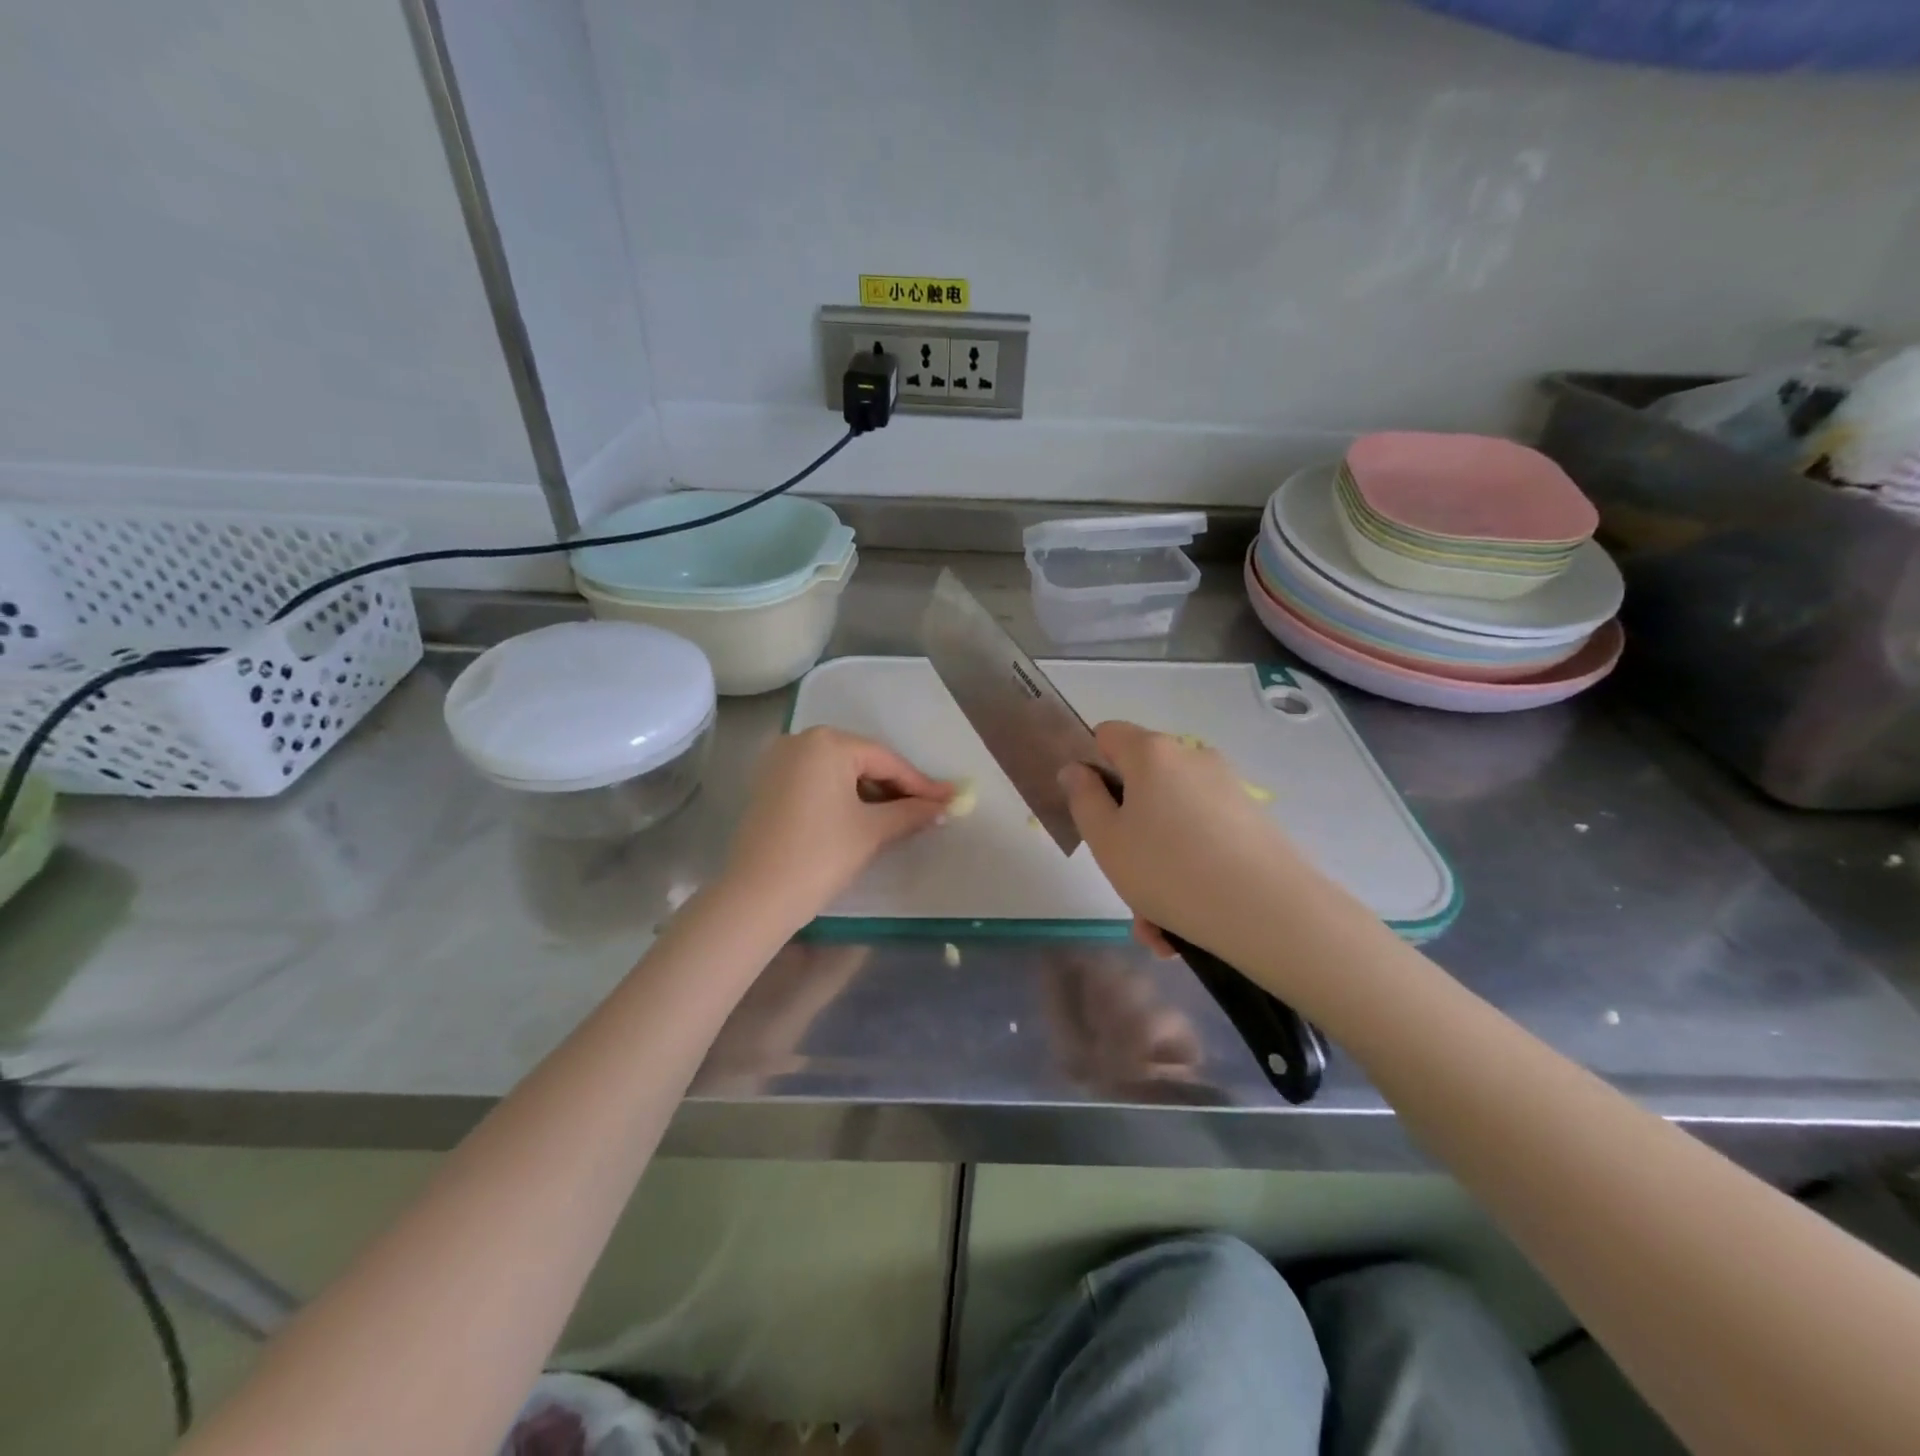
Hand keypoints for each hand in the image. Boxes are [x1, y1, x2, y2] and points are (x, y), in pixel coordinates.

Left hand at [721, 727, 952, 931]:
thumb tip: (944, 806)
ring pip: (839, 772)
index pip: (885, 760)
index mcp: (827, 743)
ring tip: (901, 817)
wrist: (756, 897)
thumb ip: (911, 812)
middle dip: (895, 787)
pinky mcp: (768, 785)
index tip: (949, 800)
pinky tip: (863, 818)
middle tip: (927, 809)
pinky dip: (842, 797)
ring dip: (870, 793)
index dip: (920, 784)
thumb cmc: (820, 855)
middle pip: (862, 761)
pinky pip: (817, 782)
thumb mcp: (872, 831)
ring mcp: (779, 762)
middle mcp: (800, 741)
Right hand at [1059, 721, 1309, 964]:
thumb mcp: (1106, 840)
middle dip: (1127, 832)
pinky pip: (1202, 840)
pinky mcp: (1252, 821)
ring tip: (1156, 925)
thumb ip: (1082, 798)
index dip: (1090, 766)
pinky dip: (1188, 872)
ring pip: (1171, 821)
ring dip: (1155, 866)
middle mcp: (1192, 758)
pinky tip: (1184, 925)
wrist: (1268, 912)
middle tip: (1123, 881)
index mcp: (1152, 753)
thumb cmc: (1169, 870)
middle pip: (1141, 784)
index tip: (1090, 811)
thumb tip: (1076, 770)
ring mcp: (1227, 788)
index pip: (1106, 734)